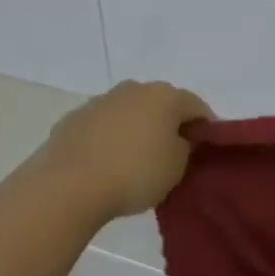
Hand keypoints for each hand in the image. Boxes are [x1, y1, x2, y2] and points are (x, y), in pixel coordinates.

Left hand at [34, 81, 212, 223]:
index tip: (205, 151)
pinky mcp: (72, 119)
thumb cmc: (134, 173)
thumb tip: (178, 139)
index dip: (206, 128)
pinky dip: (109, 139)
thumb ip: (185, 147)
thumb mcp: (176, 167)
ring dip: (136, 130)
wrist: (68, 186)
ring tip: (135, 162)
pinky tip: (106, 164)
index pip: (197, 107)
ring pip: (129, 113)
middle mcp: (133, 89)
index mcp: (165, 95)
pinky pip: (102, 127)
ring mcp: (100, 101)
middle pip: (161, 105)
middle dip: (168, 125)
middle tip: (171, 155)